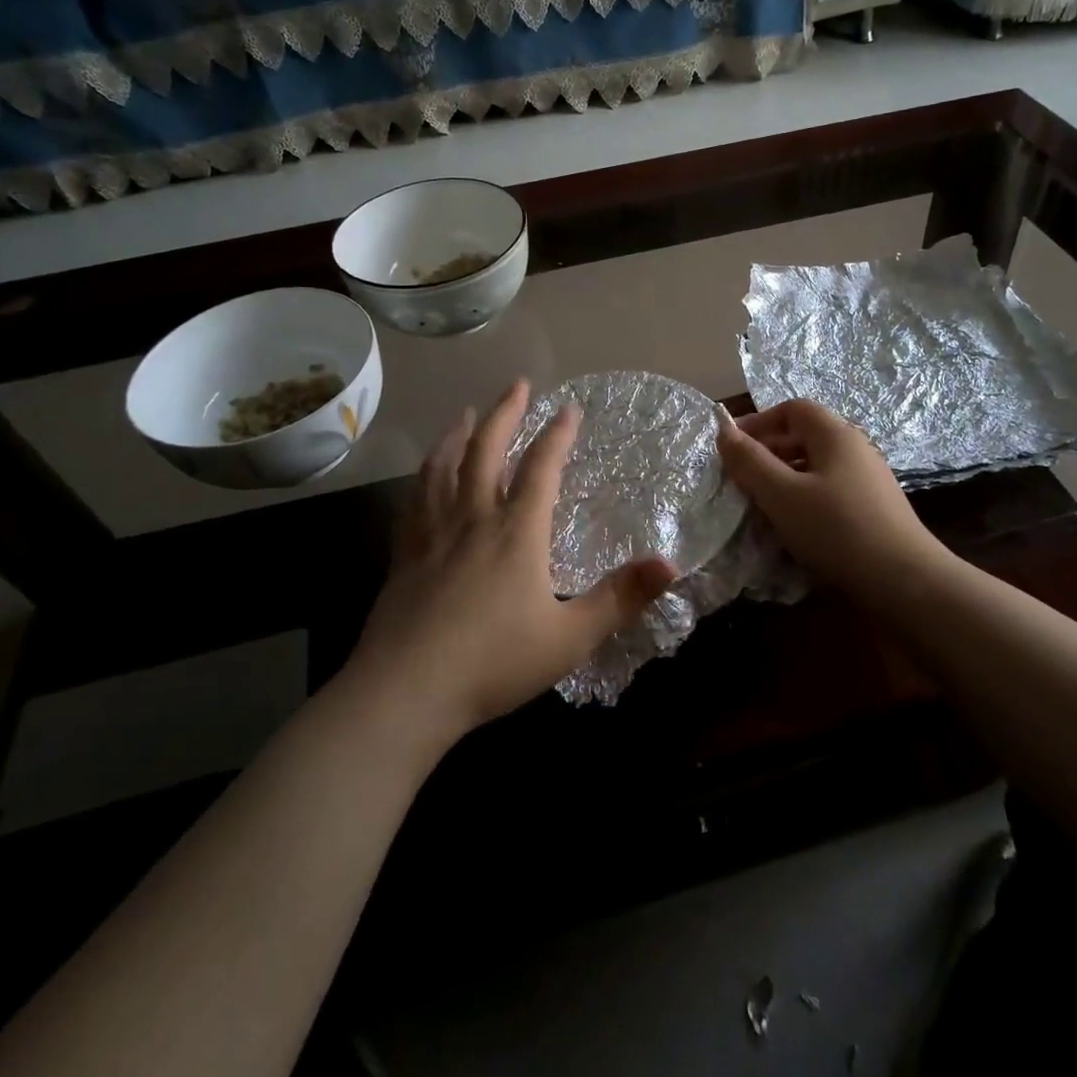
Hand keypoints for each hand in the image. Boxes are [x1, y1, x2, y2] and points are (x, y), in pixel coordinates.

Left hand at [347, 380, 677, 739]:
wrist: (405, 691)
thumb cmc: (493, 662)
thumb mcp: (570, 637)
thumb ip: (620, 599)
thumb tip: (672, 564)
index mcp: (516, 531)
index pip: (540, 467)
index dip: (557, 434)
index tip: (569, 408)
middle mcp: (473, 518)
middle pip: (486, 449)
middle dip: (505, 412)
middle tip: (518, 384)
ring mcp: (433, 532)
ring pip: (444, 465)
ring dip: (459, 434)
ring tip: (466, 414)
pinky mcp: (405, 553)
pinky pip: (416, 497)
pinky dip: (425, 472)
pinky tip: (426, 473)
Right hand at [716, 399, 948, 604]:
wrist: (905, 580)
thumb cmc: (837, 529)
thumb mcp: (782, 494)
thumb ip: (750, 462)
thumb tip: (723, 431)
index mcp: (835, 434)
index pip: (792, 409)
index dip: (758, 422)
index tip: (731, 447)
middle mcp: (855, 448)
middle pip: (804, 436)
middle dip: (768, 452)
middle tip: (740, 479)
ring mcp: (868, 478)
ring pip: (815, 466)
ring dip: (784, 478)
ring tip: (760, 505)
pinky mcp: (873, 507)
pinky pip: (829, 489)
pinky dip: (804, 498)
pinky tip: (793, 525)